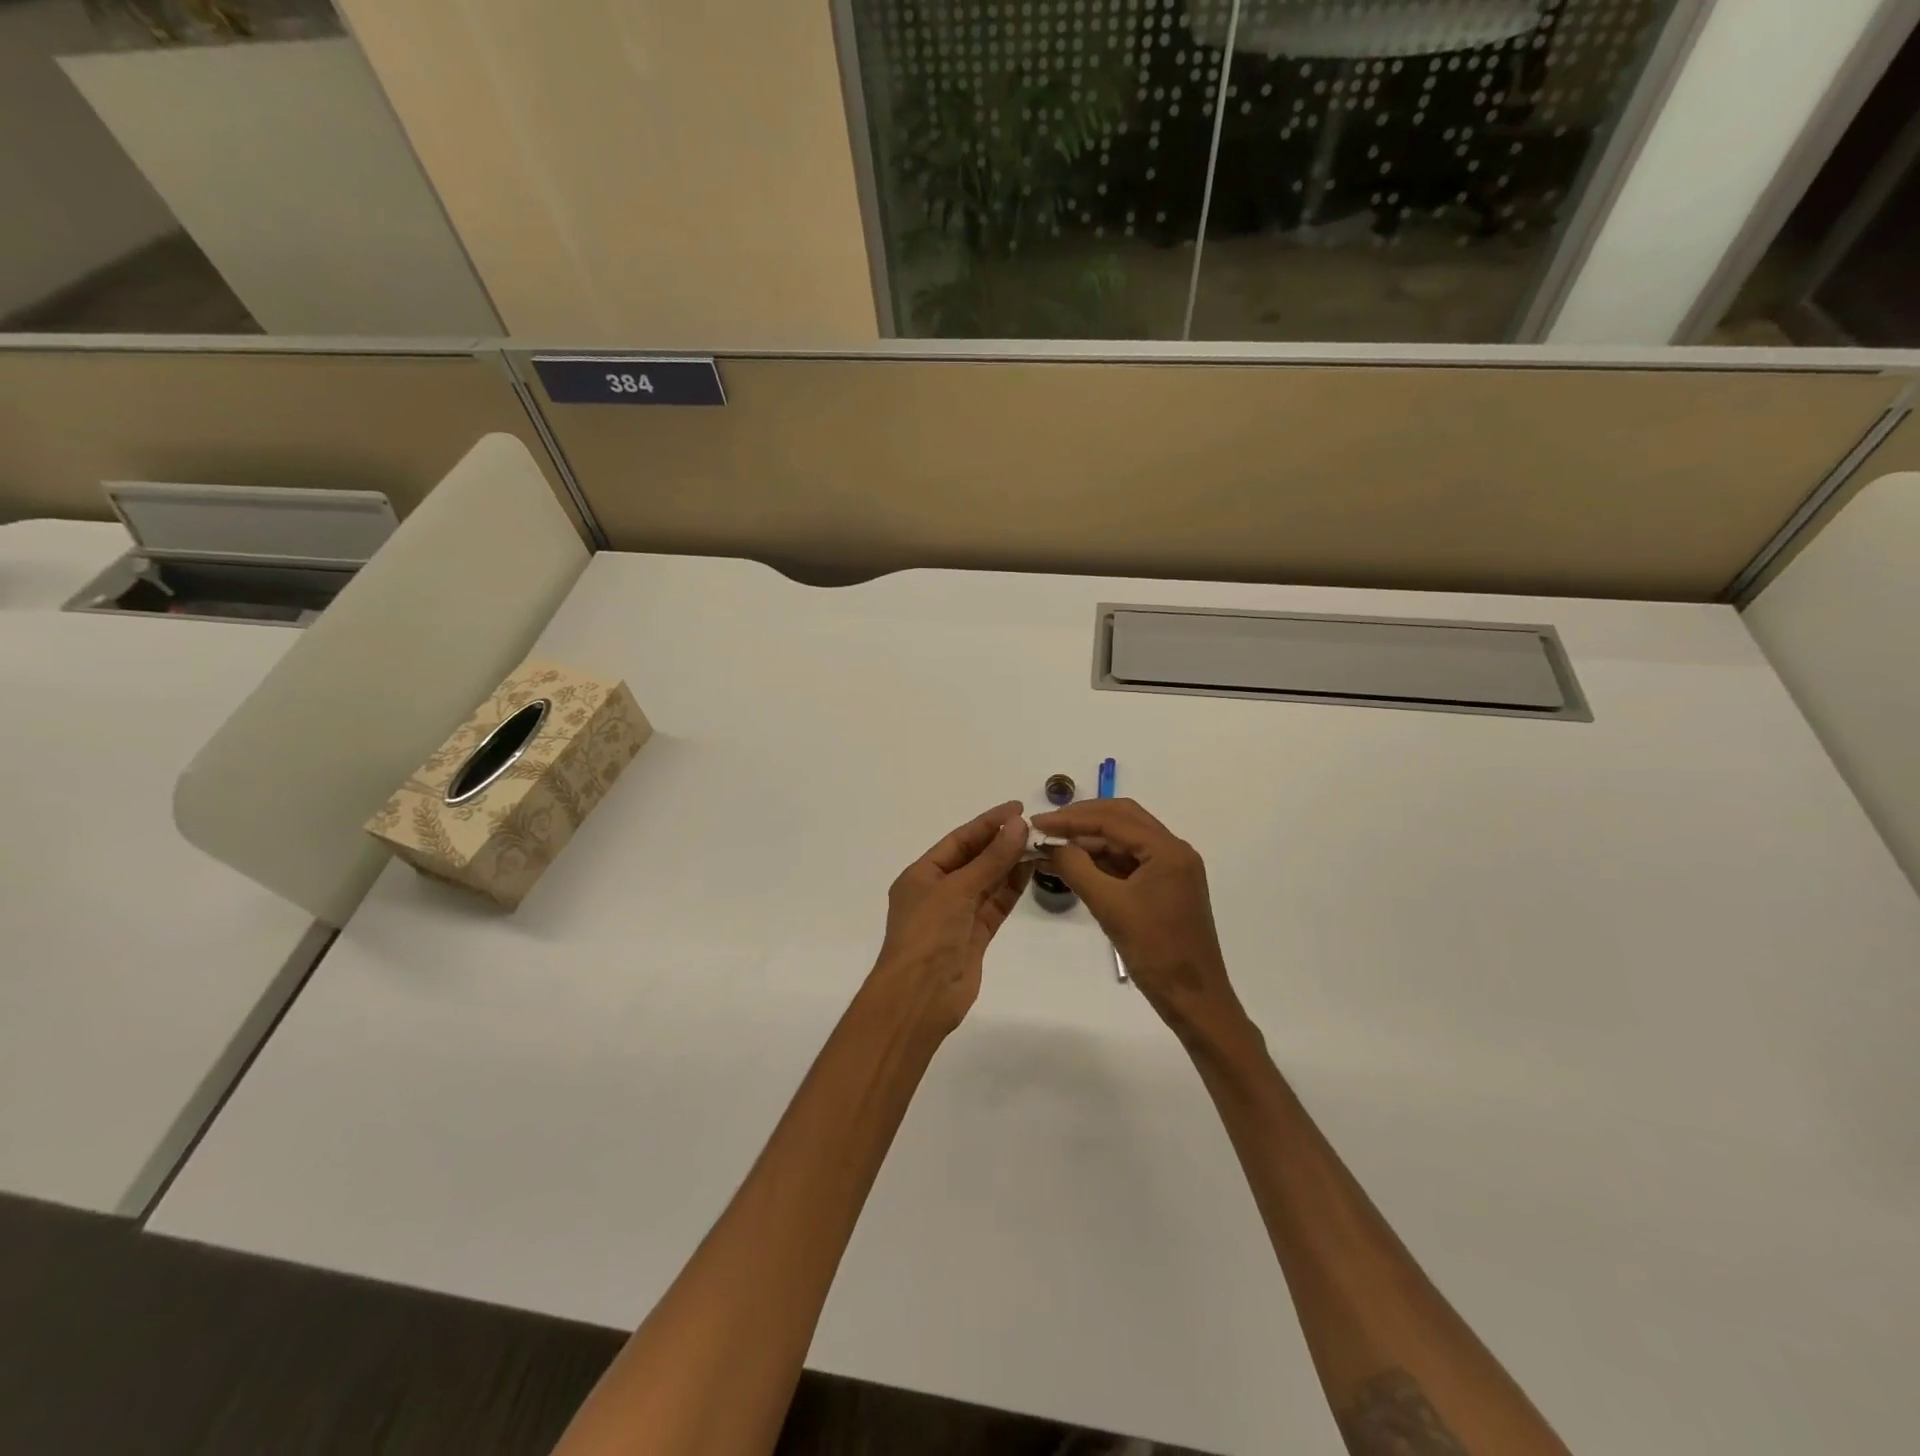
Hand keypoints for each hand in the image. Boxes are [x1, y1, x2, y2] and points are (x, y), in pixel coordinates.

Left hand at [870, 801, 1032, 1036]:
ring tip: (1040, 844)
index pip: (959, 840)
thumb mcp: (958, 889)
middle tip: (1035, 826)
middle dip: (1002, 842)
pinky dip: (1012, 888)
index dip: (988, 823)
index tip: (1017, 808)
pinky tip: (1031, 870)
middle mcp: (938, 891)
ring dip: (1011, 863)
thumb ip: (991, 858)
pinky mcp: (975, 936)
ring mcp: (957, 915)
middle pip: (974, 859)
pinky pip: (995, 904)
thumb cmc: (928, 934)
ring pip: (988, 882)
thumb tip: (1018, 825)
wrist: (920, 996)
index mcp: (921, 875)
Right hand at [1031, 799, 1242, 1040]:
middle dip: (1082, 820)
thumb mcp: (1109, 906)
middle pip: (1122, 819)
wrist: (1193, 999)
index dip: (1072, 818)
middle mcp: (1173, 851)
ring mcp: (1170, 869)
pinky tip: (1073, 865)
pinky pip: (1128, 862)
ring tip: (1052, 846)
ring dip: (1089, 841)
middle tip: (1046, 827)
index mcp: (1168, 850)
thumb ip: (1077, 868)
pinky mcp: (1163, 888)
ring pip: (1123, 841)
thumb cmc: (1155, 951)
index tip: (1037, 823)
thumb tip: (1051, 844)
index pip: (1113, 819)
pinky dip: (1100, 861)